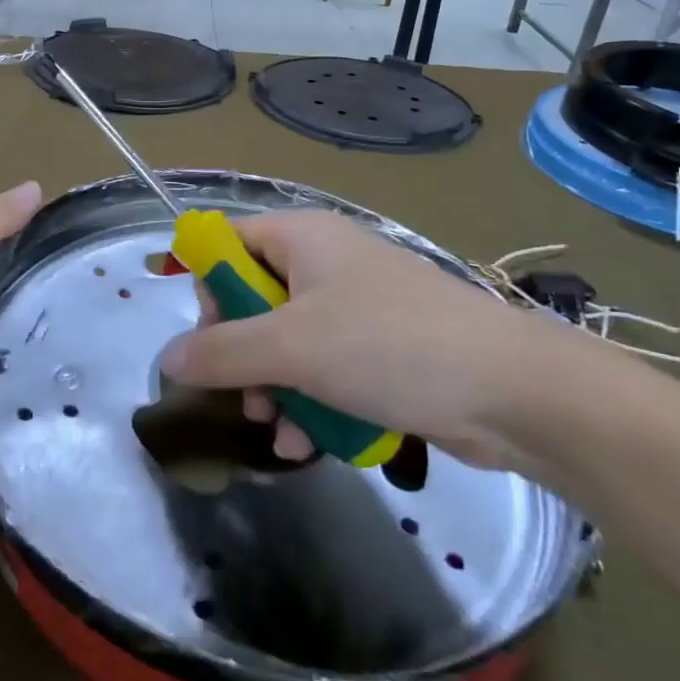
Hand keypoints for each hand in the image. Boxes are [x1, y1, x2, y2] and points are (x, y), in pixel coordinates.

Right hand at [158, 211, 578, 470]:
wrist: (511, 390)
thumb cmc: (388, 345)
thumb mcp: (291, 347)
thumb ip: (220, 352)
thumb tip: (168, 357)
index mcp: (303, 238)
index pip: (228, 241)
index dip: (202, 278)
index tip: (197, 331)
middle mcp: (326, 263)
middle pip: (253, 299)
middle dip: (240, 353)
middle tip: (243, 391)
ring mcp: (357, 308)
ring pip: (287, 343)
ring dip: (273, 388)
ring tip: (276, 427)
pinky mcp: (381, 350)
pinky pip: (324, 370)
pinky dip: (310, 402)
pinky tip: (306, 443)